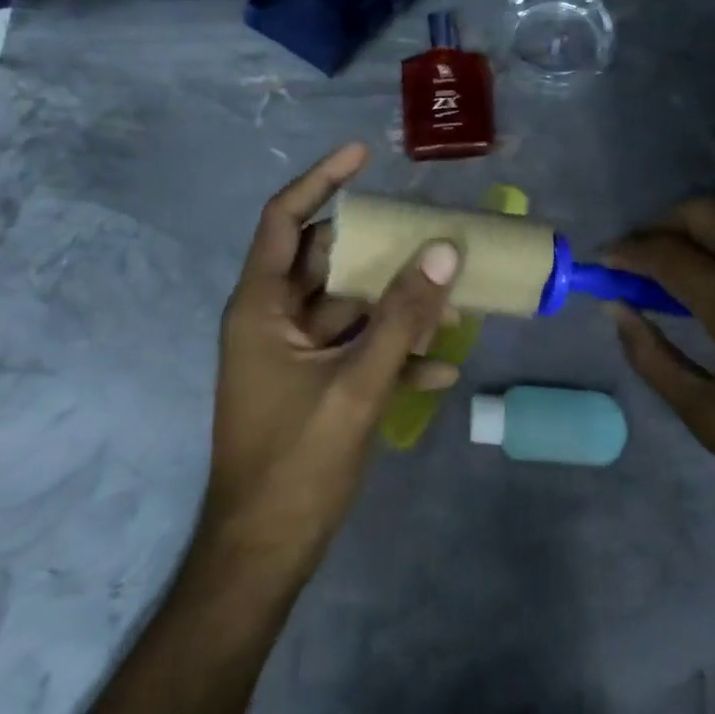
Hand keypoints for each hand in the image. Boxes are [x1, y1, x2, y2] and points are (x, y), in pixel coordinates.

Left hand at [196, 142, 460, 572]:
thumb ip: (402, 318)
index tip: (364, 154)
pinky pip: (356, 348)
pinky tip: (440, 372)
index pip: (286, 218)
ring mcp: (293, 352)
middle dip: (381, 249)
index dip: (322, 180)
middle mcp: (273, 317)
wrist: (262, 559)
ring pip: (350, 305)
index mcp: (261, 306)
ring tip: (453, 303)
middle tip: (428, 231)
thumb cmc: (295, 465)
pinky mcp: (313, 383)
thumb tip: (443, 253)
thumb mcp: (356, 386)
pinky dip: (393, 351)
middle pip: (328, 259)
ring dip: (397, 305)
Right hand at [602, 199, 714, 544]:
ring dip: (696, 232)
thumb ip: (654, 358)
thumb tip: (616, 309)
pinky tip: (711, 279)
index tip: (603, 259)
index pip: (681, 261)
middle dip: (663, 224)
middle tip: (634, 254)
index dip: (635, 252)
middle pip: (714, 219)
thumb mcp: (709, 420)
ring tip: (666, 263)